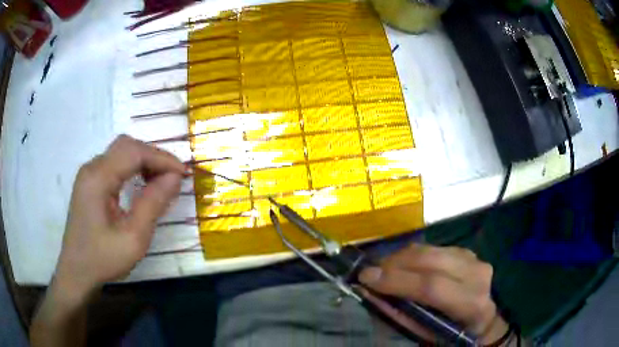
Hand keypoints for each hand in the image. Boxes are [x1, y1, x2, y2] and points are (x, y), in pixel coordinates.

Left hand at [54, 135, 184, 297]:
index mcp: (98, 178)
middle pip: (126, 146)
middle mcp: (91, 168)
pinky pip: (114, 165)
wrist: (77, 273)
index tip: (184, 174)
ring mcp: (88, 174)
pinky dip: (132, 169)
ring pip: (120, 153)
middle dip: (153, 157)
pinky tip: (142, 184)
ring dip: (143, 161)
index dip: (162, 158)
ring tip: (161, 181)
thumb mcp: (133, 238)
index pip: (134, 152)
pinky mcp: (89, 183)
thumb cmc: (103, 259)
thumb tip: (175, 177)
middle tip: (173, 177)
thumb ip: (153, 204)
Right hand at [358, 244, 508, 344]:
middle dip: (395, 263)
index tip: (366, 277)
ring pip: (431, 250)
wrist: (483, 319)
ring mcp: (474, 258)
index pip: (432, 286)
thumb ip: (400, 313)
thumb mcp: (426, 333)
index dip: (398, 280)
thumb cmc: (453, 332)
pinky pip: (434, 247)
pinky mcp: (467, 251)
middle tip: (370, 270)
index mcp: (470, 303)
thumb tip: (371, 292)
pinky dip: (413, 255)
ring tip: (383, 268)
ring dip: (401, 257)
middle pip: (431, 260)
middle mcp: (476, 274)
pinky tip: (403, 265)